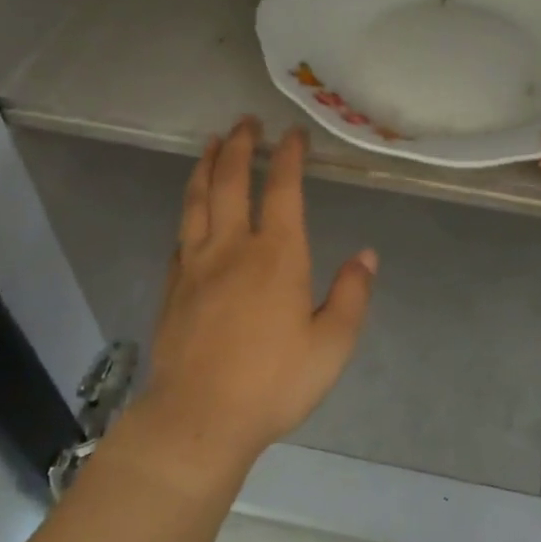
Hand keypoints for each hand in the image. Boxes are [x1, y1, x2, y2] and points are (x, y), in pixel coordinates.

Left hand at [126, 119, 375, 489]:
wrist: (198, 419)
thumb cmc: (273, 382)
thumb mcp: (331, 345)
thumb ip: (351, 296)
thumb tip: (367, 255)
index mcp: (277, 256)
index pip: (283, 189)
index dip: (289, 156)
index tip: (293, 133)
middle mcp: (233, 247)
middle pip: (232, 181)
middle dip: (241, 145)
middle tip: (247, 122)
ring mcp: (196, 264)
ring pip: (198, 200)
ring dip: (206, 166)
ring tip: (211, 143)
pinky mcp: (174, 286)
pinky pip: (180, 235)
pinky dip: (189, 210)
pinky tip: (191, 209)